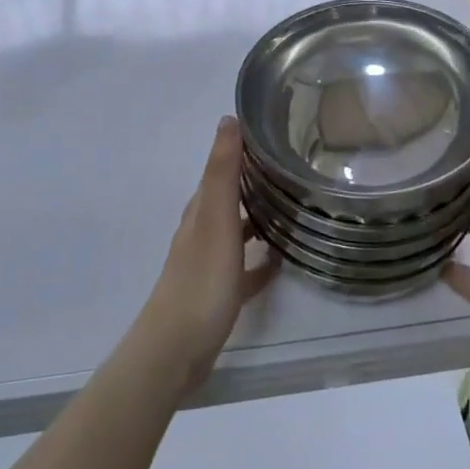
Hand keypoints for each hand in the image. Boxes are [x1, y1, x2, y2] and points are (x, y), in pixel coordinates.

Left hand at [138, 116, 279, 392]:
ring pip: (237, 230)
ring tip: (293, 207)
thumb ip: (222, 171)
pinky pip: (244, 268)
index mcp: (202, 209)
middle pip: (230, 196)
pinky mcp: (219, 293)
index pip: (223, 167)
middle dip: (255, 180)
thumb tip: (228, 118)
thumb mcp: (216, 218)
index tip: (276, 132)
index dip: (244, 148)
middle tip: (294, 166)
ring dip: (259, 217)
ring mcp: (210, 263)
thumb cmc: (201, 279)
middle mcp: (203, 229)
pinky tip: (280, 261)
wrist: (175, 350)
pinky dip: (260, 260)